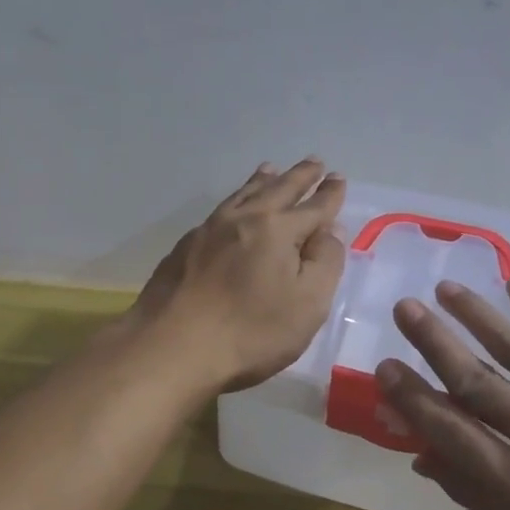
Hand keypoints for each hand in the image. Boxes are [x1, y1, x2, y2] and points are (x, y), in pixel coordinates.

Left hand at [120, 159, 346, 393]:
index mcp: (279, 230)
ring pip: (243, 195)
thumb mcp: (308, 304)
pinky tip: (232, 208)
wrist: (172, 347)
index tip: (338, 178)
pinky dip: (235, 199)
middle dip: (299, 176)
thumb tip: (330, 231)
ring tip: (271, 169)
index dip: (329, 194)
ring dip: (262, 180)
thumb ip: (325, 263)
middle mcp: (244, 219)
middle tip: (313, 162)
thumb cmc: (250, 331)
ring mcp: (209, 230)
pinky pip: (219, 210)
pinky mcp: (185, 247)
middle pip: (278, 190)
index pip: (314, 207)